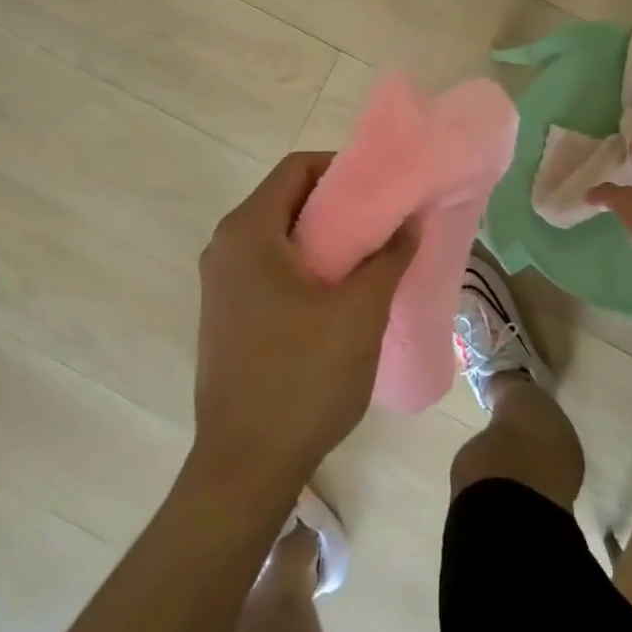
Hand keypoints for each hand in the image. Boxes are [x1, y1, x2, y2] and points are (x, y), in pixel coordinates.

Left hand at [191, 152, 414, 499]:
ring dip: (325, 237)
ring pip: (280, 235)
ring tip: (372, 254)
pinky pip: (271, 266)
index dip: (344, 167)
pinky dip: (307, 264)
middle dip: (339, 204)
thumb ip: (388, 257)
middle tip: (386, 220)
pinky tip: (342, 290)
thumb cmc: (303, 377)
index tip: (385, 186)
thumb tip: (410, 222)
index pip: (298, 168)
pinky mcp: (227, 312)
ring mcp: (222, 283)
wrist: (246, 463)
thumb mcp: (359, 312)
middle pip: (288, 199)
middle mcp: (225, 247)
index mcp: (248, 232)